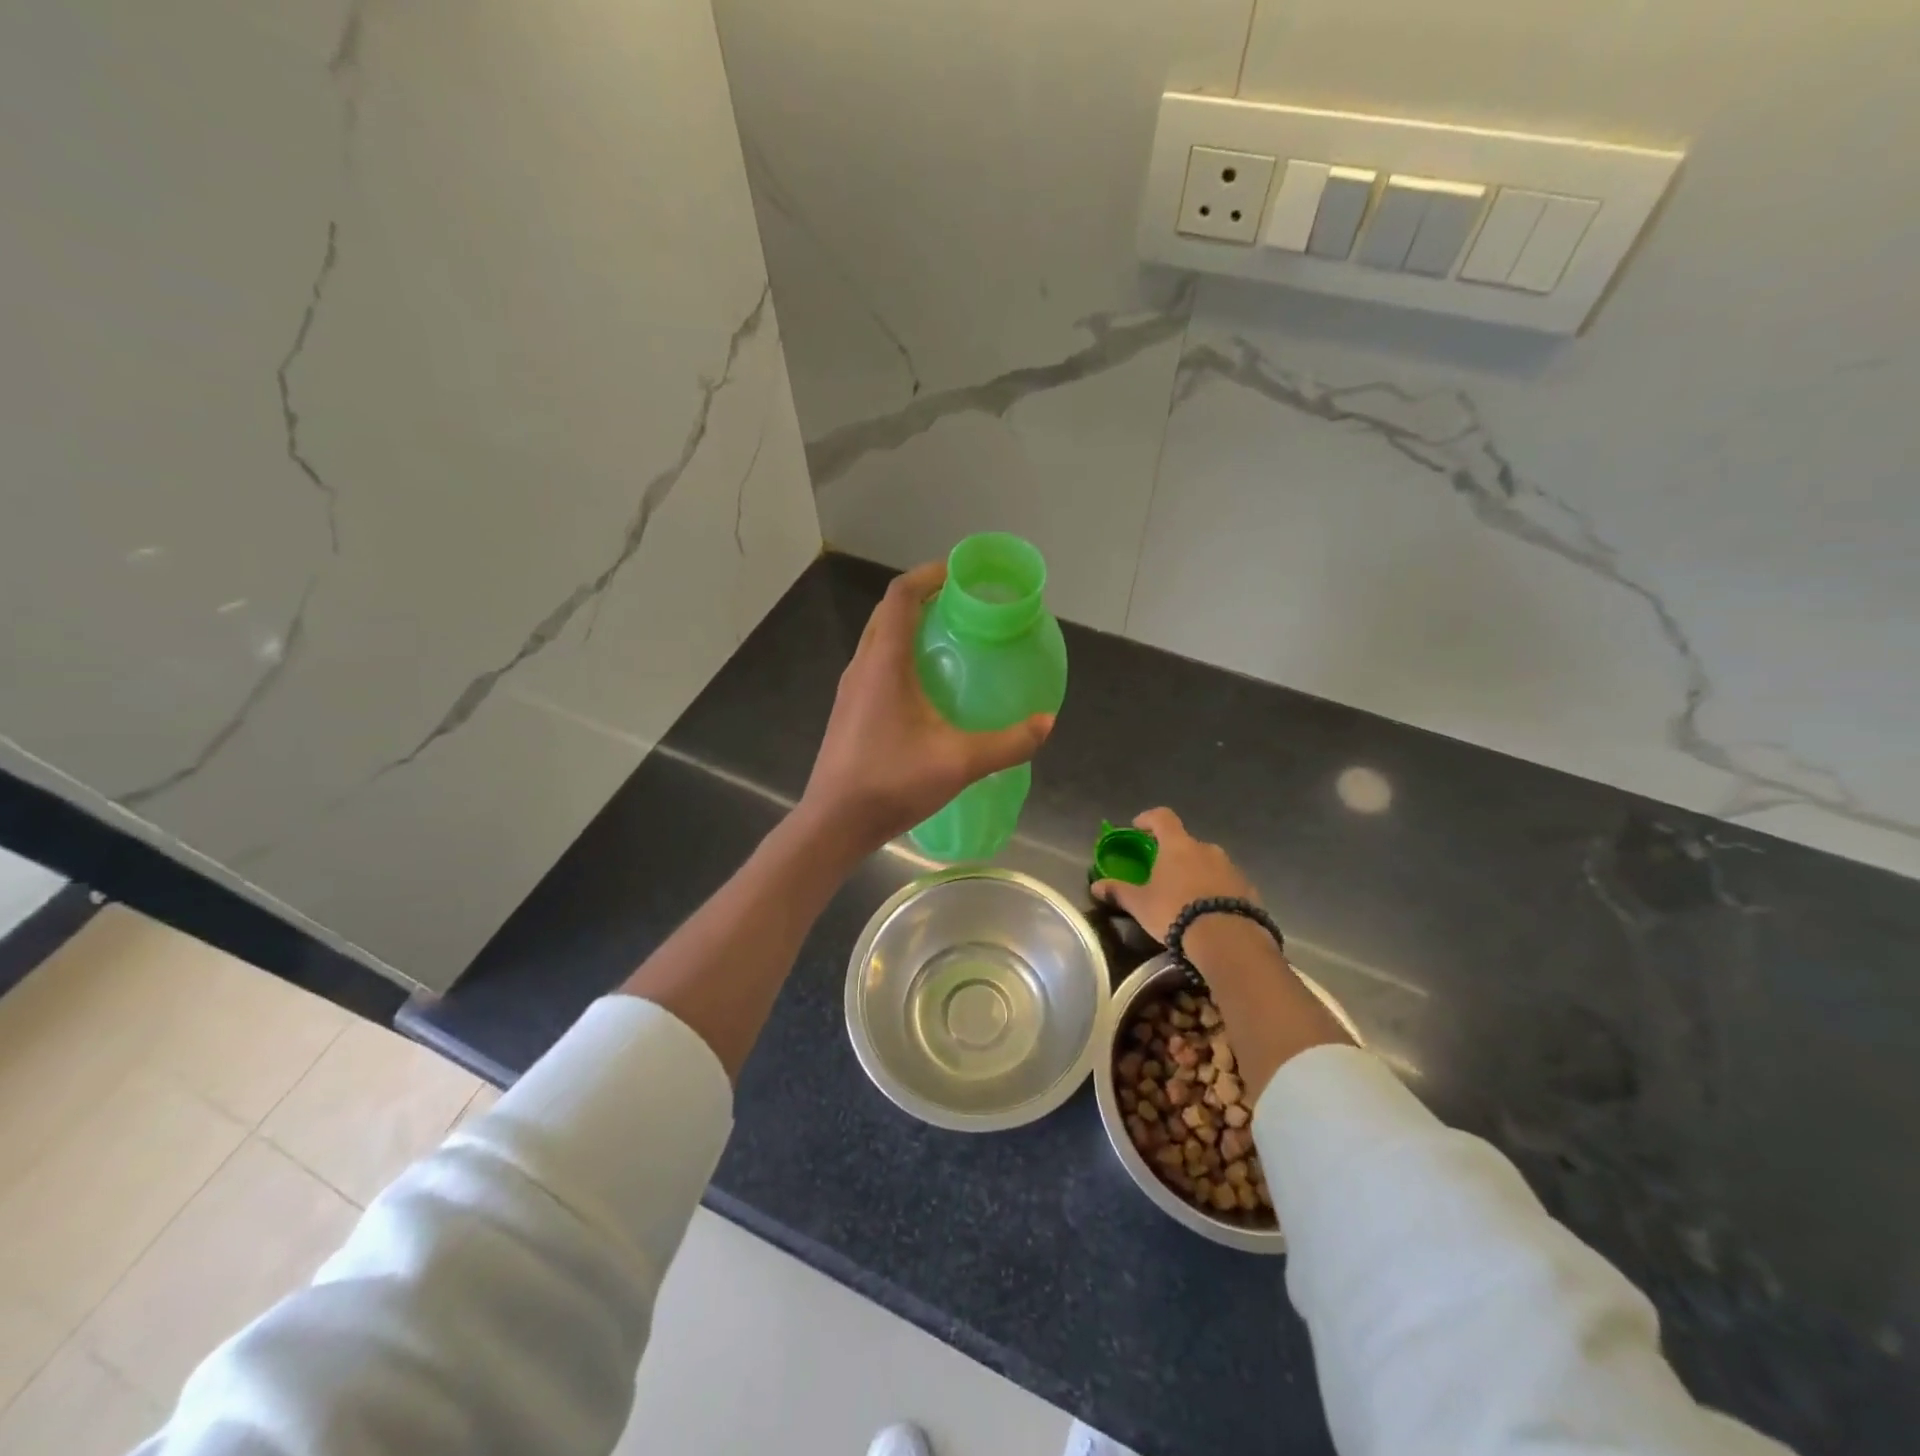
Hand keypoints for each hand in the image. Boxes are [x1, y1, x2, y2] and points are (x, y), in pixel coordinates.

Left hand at [799, 562, 1054, 853]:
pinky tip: (927, 686)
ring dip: (909, 627)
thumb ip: (1008, 743)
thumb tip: (1046, 723)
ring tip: (949, 639)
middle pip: (888, 612)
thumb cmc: (891, 783)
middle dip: (923, 597)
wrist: (834, 822)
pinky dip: (900, 655)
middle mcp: (862, 666)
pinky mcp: (849, 710)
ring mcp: (851, 689)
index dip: (929, 574)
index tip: (961, 574)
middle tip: (962, 606)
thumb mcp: (959, 762)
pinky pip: (875, 664)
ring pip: (879, 639)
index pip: (901, 595)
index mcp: (884, 663)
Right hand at [1091, 807, 1257, 943]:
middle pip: (1187, 843)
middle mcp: (1206, 849)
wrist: (1227, 938)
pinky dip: (1216, 891)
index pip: (1163, 817)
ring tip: (1187, 898)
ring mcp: (1231, 867)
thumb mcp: (1141, 904)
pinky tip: (1209, 912)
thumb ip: (1119, 891)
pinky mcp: (1248, 888)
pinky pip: (1226, 883)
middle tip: (1163, 874)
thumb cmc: (1175, 912)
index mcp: (1178, 845)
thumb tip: (1095, 886)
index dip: (1149, 819)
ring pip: (1209, 863)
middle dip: (1174, 855)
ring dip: (1197, 873)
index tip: (1138, 827)